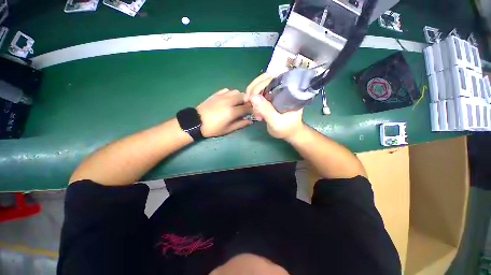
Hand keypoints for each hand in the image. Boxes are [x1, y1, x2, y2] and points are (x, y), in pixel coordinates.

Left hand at [197, 89, 252, 136]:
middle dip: (246, 102)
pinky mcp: (216, 94)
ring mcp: (222, 96)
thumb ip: (240, 124)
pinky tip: (228, 100)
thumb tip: (251, 121)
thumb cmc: (213, 128)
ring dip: (239, 97)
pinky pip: (227, 90)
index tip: (253, 112)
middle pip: (243, 96)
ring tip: (237, 103)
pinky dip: (230, 94)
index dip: (252, 109)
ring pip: (236, 91)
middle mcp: (229, 101)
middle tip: (245, 108)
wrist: (196, 122)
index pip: (247, 107)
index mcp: (232, 111)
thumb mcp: (228, 129)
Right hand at [244, 74, 303, 139]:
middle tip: (247, 100)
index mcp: (287, 91)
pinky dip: (253, 96)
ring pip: (261, 84)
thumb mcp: (276, 122)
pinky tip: (251, 104)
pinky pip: (260, 91)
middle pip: (265, 78)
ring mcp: (276, 91)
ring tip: (249, 103)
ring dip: (251, 92)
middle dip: (253, 88)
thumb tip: (252, 97)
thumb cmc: (286, 128)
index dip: (258, 86)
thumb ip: (266, 110)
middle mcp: (282, 88)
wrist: (289, 132)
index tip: (250, 98)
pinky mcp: (271, 97)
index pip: (271, 79)